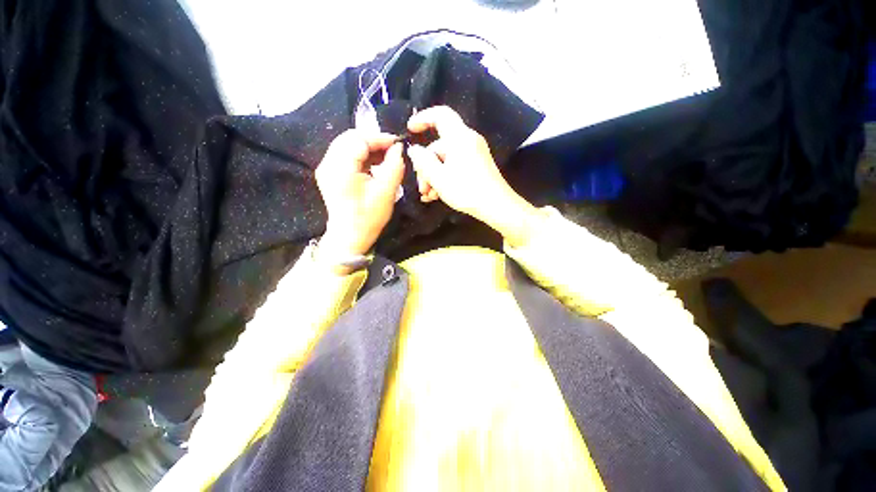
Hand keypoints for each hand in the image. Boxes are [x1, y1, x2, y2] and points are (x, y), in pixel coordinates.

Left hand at [315, 131, 404, 269]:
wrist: (349, 237)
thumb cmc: (368, 218)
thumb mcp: (386, 193)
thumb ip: (394, 166)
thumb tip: (398, 148)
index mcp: (341, 168)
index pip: (359, 139)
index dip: (379, 138)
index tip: (397, 144)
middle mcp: (328, 163)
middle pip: (350, 138)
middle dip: (373, 140)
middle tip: (391, 150)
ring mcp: (325, 168)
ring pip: (346, 144)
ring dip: (367, 147)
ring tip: (385, 157)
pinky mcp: (328, 173)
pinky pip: (344, 154)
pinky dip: (360, 155)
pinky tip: (373, 164)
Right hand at [406, 106, 544, 246]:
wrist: (496, 206)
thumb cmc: (466, 190)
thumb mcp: (439, 178)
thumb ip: (423, 161)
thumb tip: (414, 149)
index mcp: (459, 138)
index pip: (441, 115)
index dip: (423, 118)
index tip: (410, 129)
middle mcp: (468, 141)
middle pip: (440, 146)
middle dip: (426, 166)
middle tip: (421, 187)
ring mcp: (474, 154)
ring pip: (446, 159)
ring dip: (434, 176)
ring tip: (429, 196)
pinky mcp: (477, 166)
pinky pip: (456, 165)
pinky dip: (445, 177)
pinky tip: (438, 195)